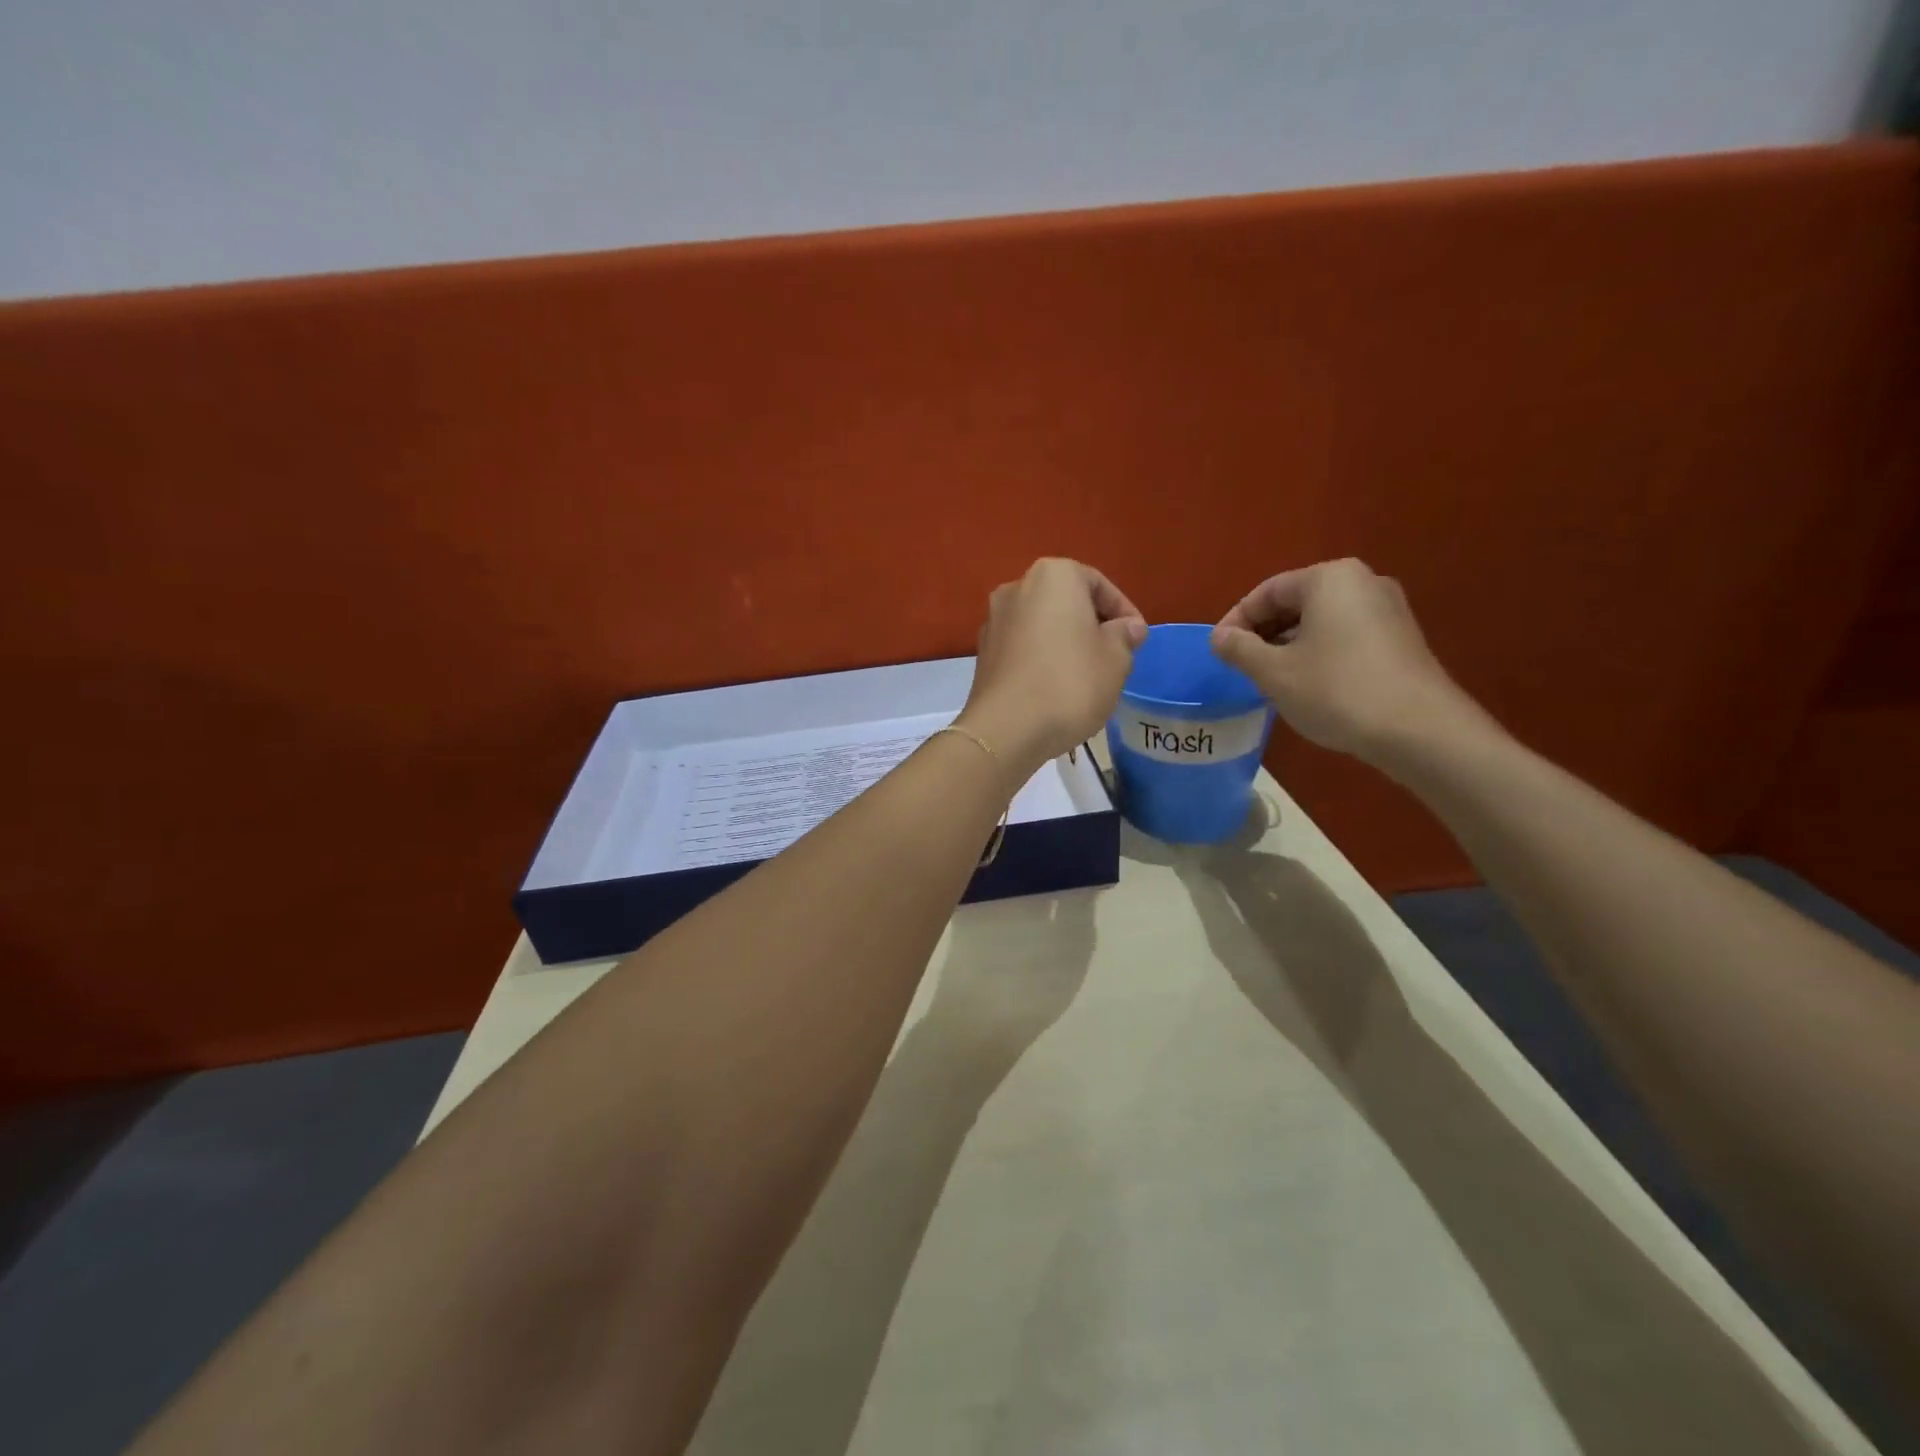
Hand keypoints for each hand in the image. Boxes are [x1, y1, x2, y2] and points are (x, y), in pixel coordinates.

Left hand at [959, 559, 1146, 771]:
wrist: (1006, 728)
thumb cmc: (1071, 683)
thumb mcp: (1116, 659)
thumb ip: (1125, 636)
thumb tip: (1128, 627)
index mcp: (1053, 575)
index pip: (1099, 584)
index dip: (1124, 612)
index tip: (1137, 639)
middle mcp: (1017, 587)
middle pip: (1066, 601)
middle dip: (1092, 625)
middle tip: (1114, 655)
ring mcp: (994, 619)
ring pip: (1043, 625)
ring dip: (1065, 642)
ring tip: (1086, 674)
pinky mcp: (983, 651)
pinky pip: (1023, 646)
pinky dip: (1041, 657)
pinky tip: (1055, 686)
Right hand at [1211, 559, 1486, 765]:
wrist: (1419, 730)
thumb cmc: (1336, 691)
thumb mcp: (1273, 672)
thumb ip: (1239, 649)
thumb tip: (1219, 637)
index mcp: (1329, 578)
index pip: (1267, 591)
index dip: (1236, 621)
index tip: (1218, 652)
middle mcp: (1362, 582)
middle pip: (1296, 602)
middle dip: (1263, 632)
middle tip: (1241, 665)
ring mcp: (1388, 610)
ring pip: (1321, 621)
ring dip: (1289, 645)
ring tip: (1269, 679)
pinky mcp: (1401, 639)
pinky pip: (1345, 635)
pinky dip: (1318, 652)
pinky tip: (1308, 685)